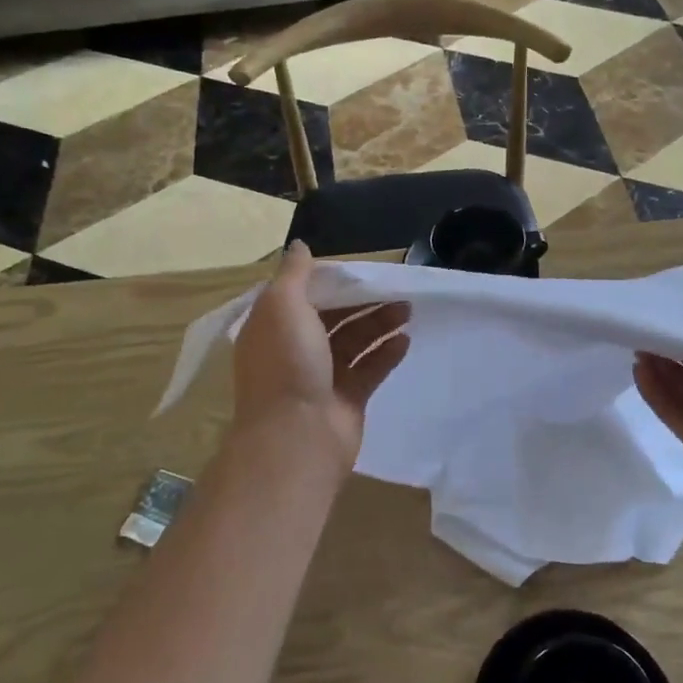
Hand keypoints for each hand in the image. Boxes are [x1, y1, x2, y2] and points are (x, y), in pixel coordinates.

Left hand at [231, 241, 410, 472]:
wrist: (298, 436)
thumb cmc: (287, 363)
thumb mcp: (283, 306)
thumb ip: (294, 274)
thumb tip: (299, 246)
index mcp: (273, 327)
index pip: (302, 296)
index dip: (329, 282)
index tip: (359, 269)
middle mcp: (294, 350)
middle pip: (333, 318)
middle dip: (362, 302)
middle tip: (395, 288)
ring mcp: (322, 377)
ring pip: (354, 342)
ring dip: (379, 323)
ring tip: (408, 309)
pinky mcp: (347, 400)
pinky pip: (369, 369)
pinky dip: (386, 354)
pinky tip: (406, 340)